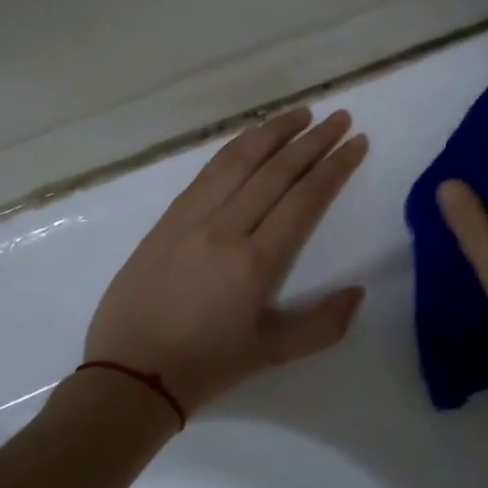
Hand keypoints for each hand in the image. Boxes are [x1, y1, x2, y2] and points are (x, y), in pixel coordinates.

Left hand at [85, 106, 369, 416]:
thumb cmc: (206, 366)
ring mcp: (191, 219)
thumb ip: (322, 325)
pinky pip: (207, 173)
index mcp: (255, 263)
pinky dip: (235, 149)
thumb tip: (358, 292)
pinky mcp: (167, 220)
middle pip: (276, 171)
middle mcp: (225, 229)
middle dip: (313, 141)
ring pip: (238, 161)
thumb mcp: (272, 354)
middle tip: (340, 118)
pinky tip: (251, 138)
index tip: (357, 142)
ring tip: (302, 114)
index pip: (304, 199)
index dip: (335, 167)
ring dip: (273, 132)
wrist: (130, 374)